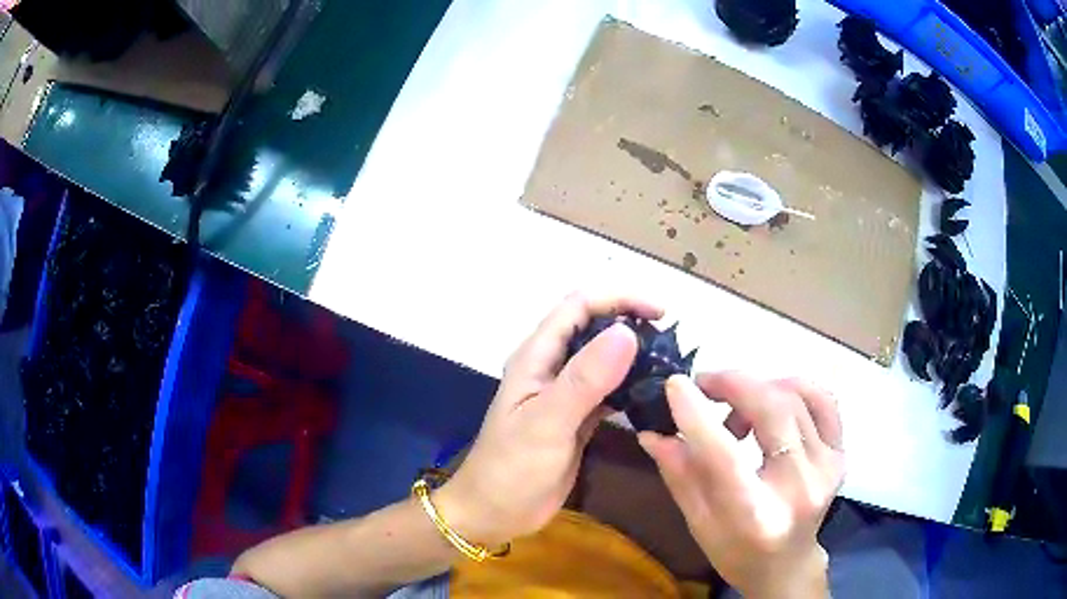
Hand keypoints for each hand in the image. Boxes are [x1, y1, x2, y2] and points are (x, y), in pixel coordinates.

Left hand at [435, 293, 662, 545]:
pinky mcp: (576, 417)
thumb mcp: (547, 422)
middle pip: (593, 327)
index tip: (661, 311)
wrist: (495, 512)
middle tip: (671, 338)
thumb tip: (626, 332)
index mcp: (537, 357)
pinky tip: (653, 393)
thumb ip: (585, 379)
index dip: (619, 298)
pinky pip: (608, 390)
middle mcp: (551, 367)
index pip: (579, 306)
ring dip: (633, 354)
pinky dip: (630, 385)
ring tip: (669, 362)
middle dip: (630, 321)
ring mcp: (564, 393)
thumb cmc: (512, 468)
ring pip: (603, 358)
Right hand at [639, 373, 844, 597]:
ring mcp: (827, 467)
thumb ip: (680, 476)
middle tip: (704, 383)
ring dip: (759, 389)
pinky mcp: (840, 454)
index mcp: (755, 515)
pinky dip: (794, 387)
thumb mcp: (699, 524)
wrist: (787, 565)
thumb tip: (652, 432)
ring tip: (736, 408)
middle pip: (772, 411)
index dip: (697, 415)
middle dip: (734, 384)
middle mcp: (799, 487)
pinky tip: (773, 397)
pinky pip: (823, 400)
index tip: (675, 385)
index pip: (725, 456)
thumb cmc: (736, 552)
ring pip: (796, 398)